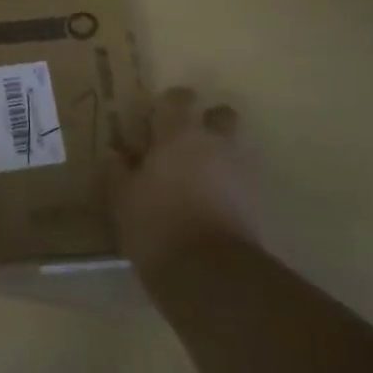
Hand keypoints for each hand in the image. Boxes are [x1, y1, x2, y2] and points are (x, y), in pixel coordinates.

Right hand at [109, 87, 266, 271]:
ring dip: (216, 156)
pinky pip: (239, 181)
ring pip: (232, 149)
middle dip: (206, 122)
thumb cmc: (156, 224)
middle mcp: (215, 144)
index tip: (156, 115)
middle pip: (220, 116)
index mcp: (179, 135)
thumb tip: (117, 153)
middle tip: (183, 144)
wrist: (209, 272)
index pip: (178, 99)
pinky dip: (226, 186)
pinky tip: (206, 205)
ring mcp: (240, 171)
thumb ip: (118, 170)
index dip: (168, 102)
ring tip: (193, 181)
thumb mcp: (122, 198)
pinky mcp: (255, 201)